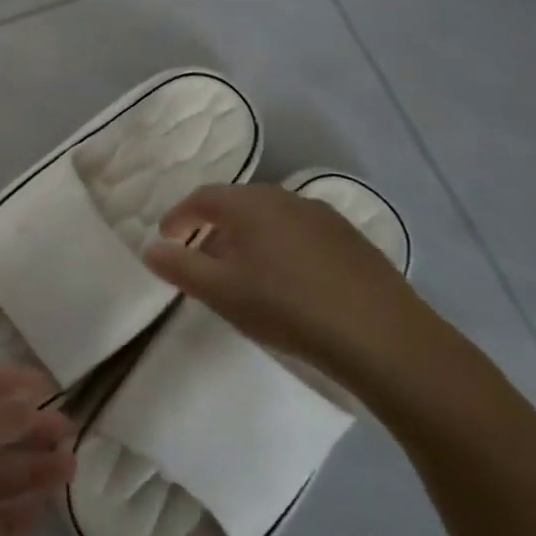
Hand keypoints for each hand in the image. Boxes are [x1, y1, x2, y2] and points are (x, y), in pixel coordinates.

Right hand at [142, 183, 449, 395]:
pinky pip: (301, 233)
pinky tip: (289, 281)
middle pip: (236, 204)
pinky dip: (281, 247)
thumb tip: (150, 248)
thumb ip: (179, 267)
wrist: (384, 338)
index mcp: (249, 204)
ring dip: (248, 237)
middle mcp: (284, 198)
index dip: (178, 217)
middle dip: (213, 227)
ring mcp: (323, 216)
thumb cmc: (287, 307)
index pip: (201, 198)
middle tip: (202, 258)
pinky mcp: (353, 240)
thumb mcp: (221, 292)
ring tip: (244, 272)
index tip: (166, 239)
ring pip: (271, 218)